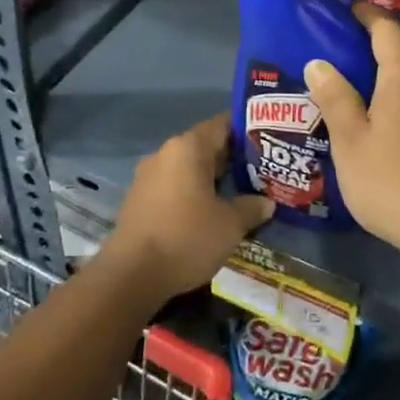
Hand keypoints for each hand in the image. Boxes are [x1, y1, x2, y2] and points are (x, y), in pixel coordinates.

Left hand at [104, 114, 272, 301]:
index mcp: (188, 148)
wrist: (131, 275)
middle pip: (205, 146)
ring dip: (211, 179)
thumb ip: (251, 208)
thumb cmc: (187, 238)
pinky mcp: (138, 199)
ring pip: (188, 168)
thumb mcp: (230, 225)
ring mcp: (148, 176)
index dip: (247, 131)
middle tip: (261, 171)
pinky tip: (209, 213)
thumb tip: (267, 202)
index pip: (222, 125)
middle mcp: (165, 153)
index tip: (268, 142)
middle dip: (232, 159)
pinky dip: (192, 193)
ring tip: (239, 193)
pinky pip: (173, 186)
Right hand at [306, 4, 399, 258]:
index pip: (387, 30)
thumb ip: (335, 98)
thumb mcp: (350, 140)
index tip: (348, 9)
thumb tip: (319, 63)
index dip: (367, 15)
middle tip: (340, 60)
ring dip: (389, 82)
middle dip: (375, 51)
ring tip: (357, 96)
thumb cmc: (392, 180)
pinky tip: (384, 128)